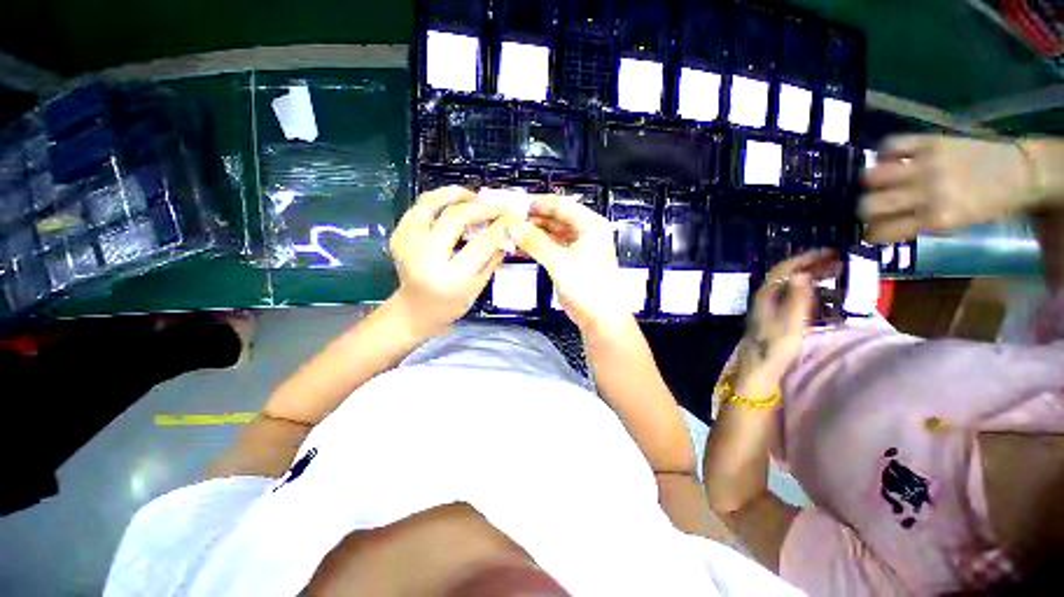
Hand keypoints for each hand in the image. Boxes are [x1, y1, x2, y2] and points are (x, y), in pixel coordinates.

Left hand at [388, 186, 506, 335]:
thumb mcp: (477, 288)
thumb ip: (492, 261)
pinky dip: (438, 201)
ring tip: (474, 196)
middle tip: (496, 204)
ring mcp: (407, 243)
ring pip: (431, 202)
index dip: (500, 226)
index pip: (481, 244)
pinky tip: (452, 204)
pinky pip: (419, 207)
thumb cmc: (449, 306)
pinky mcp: (399, 236)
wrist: (413, 311)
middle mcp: (426, 257)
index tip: (513, 215)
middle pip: (455, 217)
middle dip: (480, 206)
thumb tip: (508, 234)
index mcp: (450, 277)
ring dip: (455, 194)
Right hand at [508, 194, 630, 333]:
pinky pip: (550, 247)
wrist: (599, 317)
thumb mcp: (560, 262)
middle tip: (509, 220)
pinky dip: (535, 247)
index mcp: (591, 225)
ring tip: (511, 234)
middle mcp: (585, 232)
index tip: (515, 204)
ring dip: (532, 233)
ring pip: (550, 233)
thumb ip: (536, 242)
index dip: (537, 203)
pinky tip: (520, 247)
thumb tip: (514, 226)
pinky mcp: (569, 260)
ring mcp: (577, 247)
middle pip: (554, 218)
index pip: (561, 205)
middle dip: (531, 219)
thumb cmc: (589, 288)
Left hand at [735, 250, 834, 395]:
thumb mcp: (790, 322)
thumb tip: (802, 273)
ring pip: (793, 286)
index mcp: (766, 295)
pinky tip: (824, 297)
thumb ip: (797, 297)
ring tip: (836, 275)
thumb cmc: (775, 347)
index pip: (785, 268)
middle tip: (839, 262)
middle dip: (813, 266)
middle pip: (789, 275)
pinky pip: (794, 299)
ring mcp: (770, 308)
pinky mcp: (776, 318)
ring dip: (813, 279)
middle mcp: (766, 298)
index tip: (831, 252)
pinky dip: (810, 293)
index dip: (807, 258)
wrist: (760, 370)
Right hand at [861, 135, 1041, 242]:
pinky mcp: (931, 142)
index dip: (868, 234)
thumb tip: (882, 226)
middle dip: (862, 210)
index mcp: (935, 218)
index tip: (868, 232)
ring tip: (878, 183)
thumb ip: (917, 224)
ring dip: (870, 183)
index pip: (881, 231)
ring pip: (873, 176)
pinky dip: (885, 151)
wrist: (1020, 173)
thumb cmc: (987, 205)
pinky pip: (892, 144)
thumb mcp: (954, 224)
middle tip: (869, 209)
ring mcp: (928, 165)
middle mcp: (926, 193)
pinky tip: (891, 158)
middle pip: (869, 205)